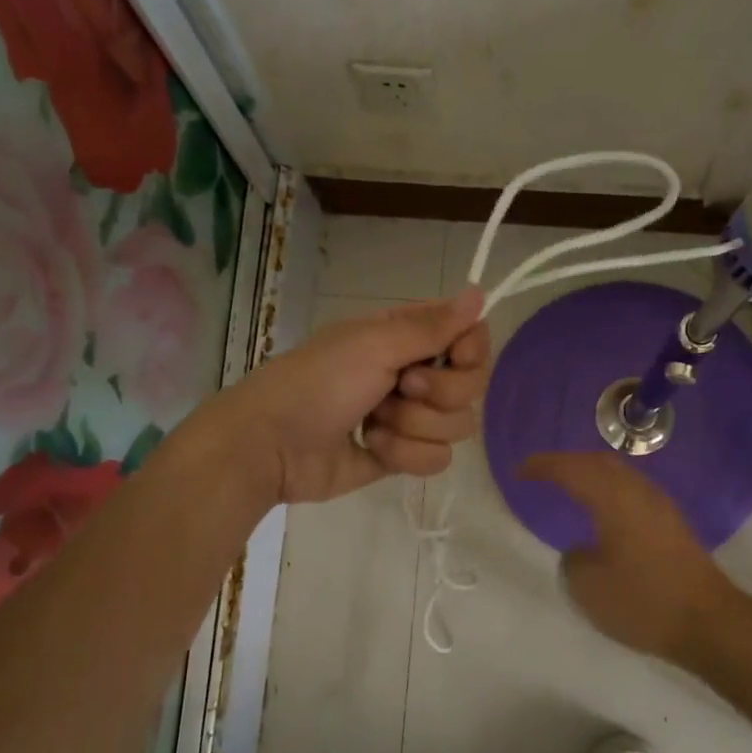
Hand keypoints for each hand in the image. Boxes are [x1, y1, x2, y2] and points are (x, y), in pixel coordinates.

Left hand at [230, 289, 492, 503]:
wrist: (270, 445)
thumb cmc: (319, 383)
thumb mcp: (374, 344)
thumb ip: (433, 326)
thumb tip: (480, 293)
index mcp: (407, 337)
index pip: (470, 338)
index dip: (471, 350)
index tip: (455, 356)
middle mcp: (415, 373)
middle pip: (471, 386)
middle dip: (438, 393)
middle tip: (399, 388)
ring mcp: (411, 418)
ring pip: (456, 427)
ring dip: (413, 426)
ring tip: (373, 422)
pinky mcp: (403, 456)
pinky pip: (436, 459)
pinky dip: (403, 454)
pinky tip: (370, 447)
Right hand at [521, 451, 741, 667]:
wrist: (707, 621)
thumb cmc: (643, 602)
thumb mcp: (589, 588)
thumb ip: (573, 561)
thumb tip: (580, 551)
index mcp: (614, 499)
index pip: (572, 469)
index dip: (543, 466)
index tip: (520, 471)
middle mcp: (638, 492)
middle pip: (599, 462)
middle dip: (568, 462)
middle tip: (543, 474)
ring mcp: (660, 506)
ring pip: (620, 474)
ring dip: (592, 474)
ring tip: (569, 488)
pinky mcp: (672, 523)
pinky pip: (632, 491)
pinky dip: (609, 490)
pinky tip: (602, 511)